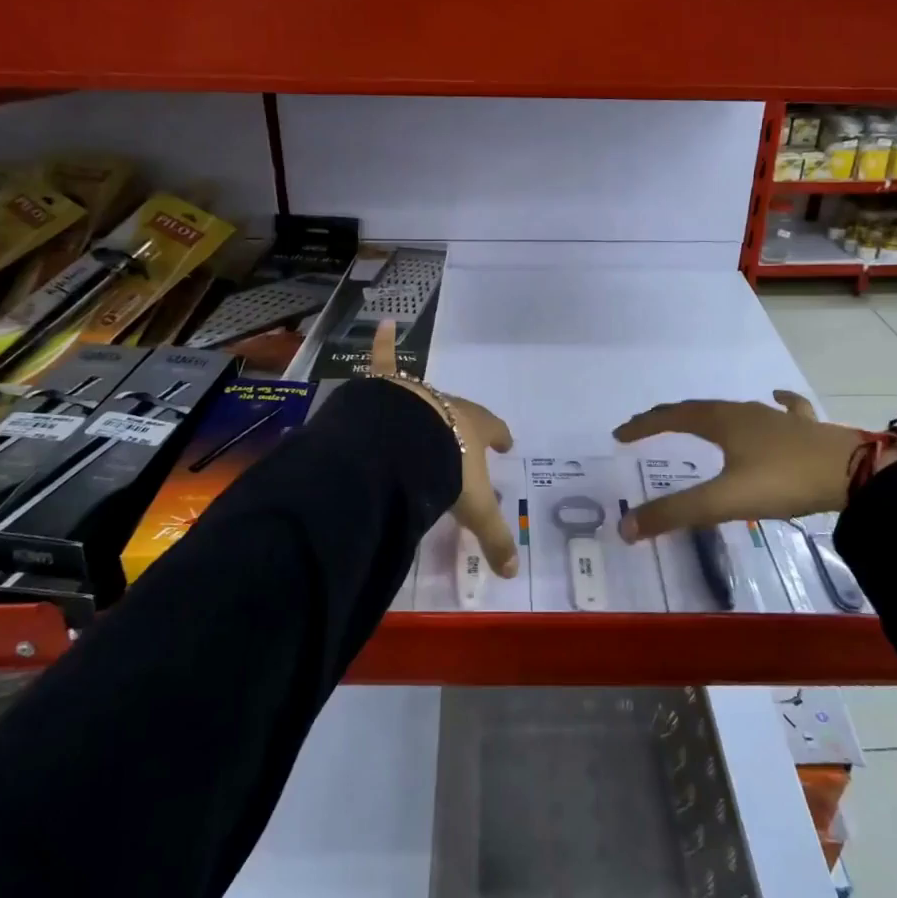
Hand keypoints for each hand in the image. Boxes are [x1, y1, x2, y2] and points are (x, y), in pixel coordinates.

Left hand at [368, 321, 518, 576]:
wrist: (403, 446)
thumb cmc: (446, 470)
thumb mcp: (474, 509)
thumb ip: (494, 538)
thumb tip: (513, 574)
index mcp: (474, 429)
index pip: (493, 430)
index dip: (500, 437)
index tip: (505, 444)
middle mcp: (449, 406)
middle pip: (460, 415)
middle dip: (462, 425)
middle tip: (462, 438)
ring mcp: (417, 394)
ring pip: (425, 396)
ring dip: (427, 404)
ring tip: (425, 414)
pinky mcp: (387, 387)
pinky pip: (385, 361)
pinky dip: (384, 344)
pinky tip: (383, 324)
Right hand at [612, 391, 885, 540]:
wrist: (856, 473)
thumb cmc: (784, 480)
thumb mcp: (724, 501)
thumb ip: (675, 514)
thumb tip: (625, 529)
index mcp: (722, 422)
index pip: (671, 417)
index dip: (643, 425)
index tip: (619, 434)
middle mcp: (746, 412)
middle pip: (698, 409)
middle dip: (669, 417)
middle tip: (648, 428)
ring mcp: (778, 417)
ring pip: (735, 409)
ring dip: (709, 414)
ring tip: (697, 420)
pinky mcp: (805, 428)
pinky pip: (784, 410)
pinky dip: (773, 405)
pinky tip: (776, 400)